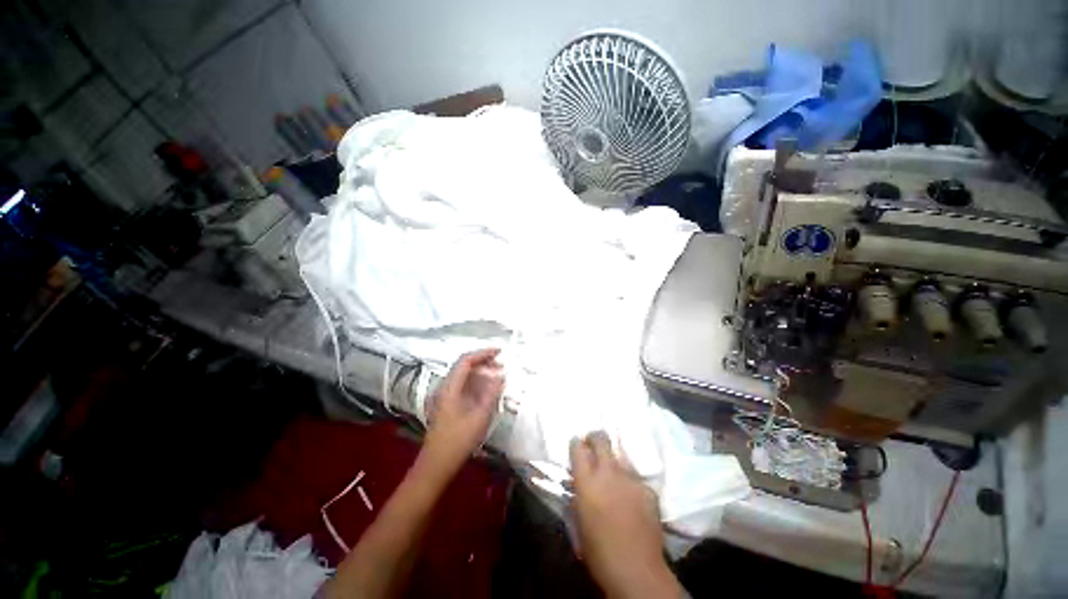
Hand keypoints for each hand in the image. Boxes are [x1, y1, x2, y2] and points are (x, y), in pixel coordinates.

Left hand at [422, 349, 504, 473]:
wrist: (436, 465)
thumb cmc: (458, 441)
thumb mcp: (479, 416)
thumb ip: (491, 393)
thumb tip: (501, 375)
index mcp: (450, 387)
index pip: (466, 360)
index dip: (483, 353)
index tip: (500, 352)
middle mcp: (445, 387)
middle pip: (464, 366)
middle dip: (484, 362)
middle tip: (502, 365)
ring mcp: (445, 396)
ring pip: (464, 377)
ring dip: (481, 373)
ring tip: (499, 376)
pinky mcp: (448, 405)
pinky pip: (463, 387)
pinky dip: (477, 384)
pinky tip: (488, 390)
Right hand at [570, 432, 682, 598]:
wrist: (636, 569)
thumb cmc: (598, 551)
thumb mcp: (578, 521)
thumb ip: (578, 494)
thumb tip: (579, 482)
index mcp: (586, 481)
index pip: (578, 448)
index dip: (577, 444)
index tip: (577, 445)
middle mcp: (608, 472)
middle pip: (601, 439)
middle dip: (595, 438)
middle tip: (594, 445)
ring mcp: (630, 478)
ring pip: (620, 458)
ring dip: (615, 464)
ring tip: (615, 480)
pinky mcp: (647, 488)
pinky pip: (635, 479)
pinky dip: (631, 485)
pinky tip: (632, 501)